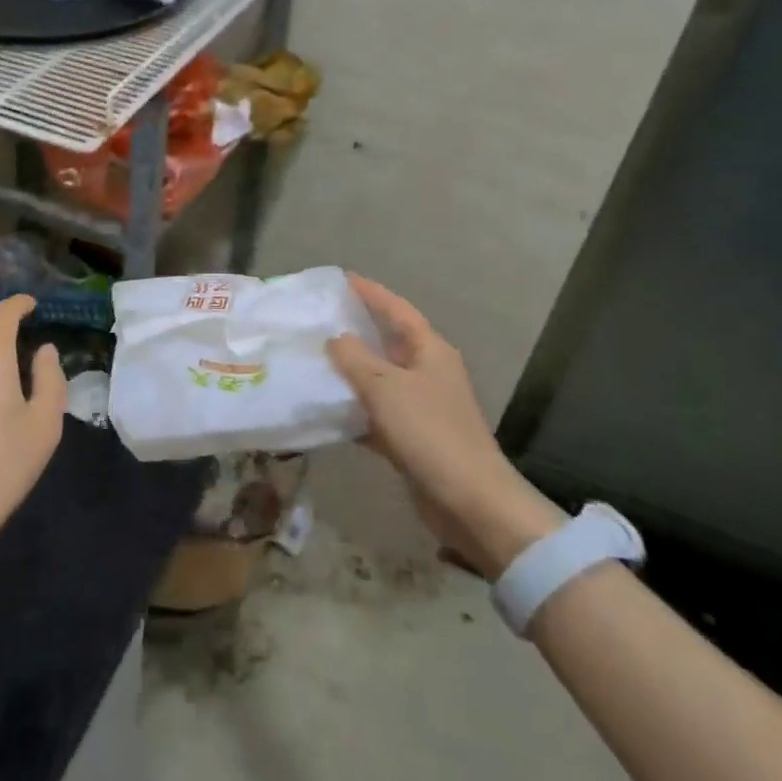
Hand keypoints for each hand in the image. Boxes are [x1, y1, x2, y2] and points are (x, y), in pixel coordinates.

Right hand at [327, 275, 560, 579]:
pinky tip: (325, 408)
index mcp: (430, 351)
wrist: (469, 501)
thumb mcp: (384, 386)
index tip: (341, 279)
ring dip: (349, 372)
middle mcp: (428, 373)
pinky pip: (375, 413)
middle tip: (317, 319)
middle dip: (354, 330)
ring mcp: (421, 407)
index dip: (370, 293)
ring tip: (312, 359)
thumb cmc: (429, 431)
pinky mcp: (412, 438)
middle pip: (387, 342)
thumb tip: (335, 338)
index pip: (397, 309)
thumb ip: (354, 357)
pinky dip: (353, 409)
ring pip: (378, 379)